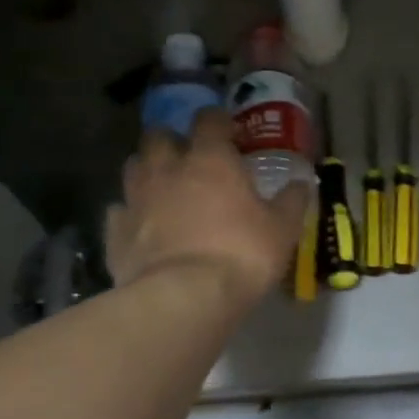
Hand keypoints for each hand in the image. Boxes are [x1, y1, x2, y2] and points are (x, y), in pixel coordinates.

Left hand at [106, 110, 310, 306]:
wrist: (182, 299)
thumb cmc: (240, 254)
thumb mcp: (282, 229)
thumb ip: (292, 201)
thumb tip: (302, 183)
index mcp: (210, 159)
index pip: (209, 119)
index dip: (218, 121)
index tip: (229, 132)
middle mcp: (168, 169)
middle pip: (159, 136)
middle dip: (172, 141)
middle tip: (189, 158)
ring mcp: (136, 198)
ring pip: (133, 167)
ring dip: (147, 170)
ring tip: (163, 188)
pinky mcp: (115, 231)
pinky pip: (119, 211)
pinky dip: (130, 213)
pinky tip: (142, 227)